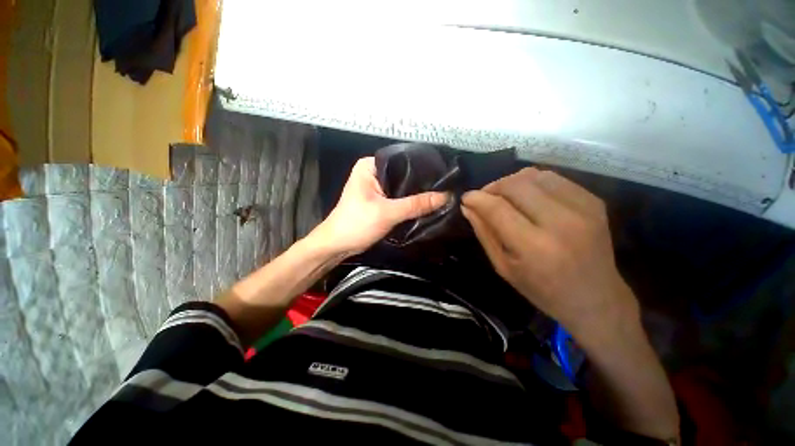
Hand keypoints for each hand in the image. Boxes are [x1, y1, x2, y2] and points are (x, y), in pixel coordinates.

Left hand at [309, 157, 447, 255]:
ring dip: (417, 194)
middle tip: (446, 187)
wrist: (338, 246)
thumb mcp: (387, 213)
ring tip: (441, 195)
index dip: (423, 169)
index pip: (403, 161)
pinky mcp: (380, 200)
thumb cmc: (356, 224)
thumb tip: (445, 196)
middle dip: (422, 183)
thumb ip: (416, 204)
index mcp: (370, 165)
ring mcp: (377, 186)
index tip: (443, 176)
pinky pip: (400, 197)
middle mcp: (374, 172)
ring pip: (403, 188)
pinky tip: (427, 204)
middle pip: (404, 175)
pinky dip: (411, 202)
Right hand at [461, 167, 638, 345]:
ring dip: (512, 182)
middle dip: (492, 187)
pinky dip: (533, 183)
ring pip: (534, 175)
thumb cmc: (542, 289)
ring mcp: (582, 208)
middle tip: (485, 198)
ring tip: (506, 197)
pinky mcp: (593, 201)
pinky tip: (529, 198)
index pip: (497, 208)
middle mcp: (561, 222)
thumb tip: (468, 206)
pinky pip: (553, 178)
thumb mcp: (503, 266)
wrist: (596, 298)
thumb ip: (484, 233)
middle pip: (515, 184)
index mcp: (534, 246)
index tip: (466, 198)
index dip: (476, 198)